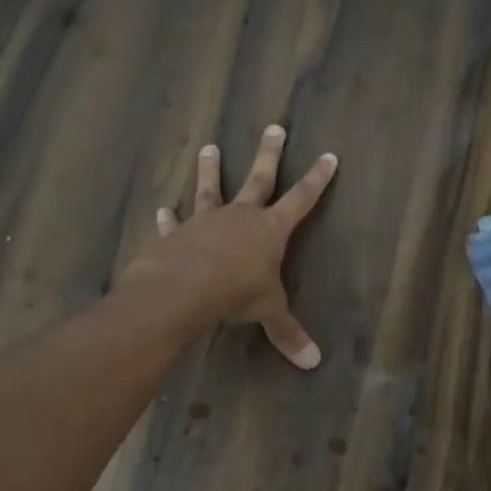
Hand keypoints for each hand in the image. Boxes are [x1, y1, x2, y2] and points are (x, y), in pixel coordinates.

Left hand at [123, 126, 338, 367]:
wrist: (184, 290)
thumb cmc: (236, 294)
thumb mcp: (268, 312)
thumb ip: (288, 333)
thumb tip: (314, 363)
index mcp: (270, 230)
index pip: (301, 199)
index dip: (317, 179)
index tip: (327, 155)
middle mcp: (240, 216)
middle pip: (259, 179)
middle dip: (270, 154)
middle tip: (274, 127)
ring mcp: (207, 221)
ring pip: (212, 189)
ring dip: (211, 169)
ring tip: (209, 148)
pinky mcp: (178, 234)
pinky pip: (176, 224)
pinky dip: (170, 218)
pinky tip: (163, 210)